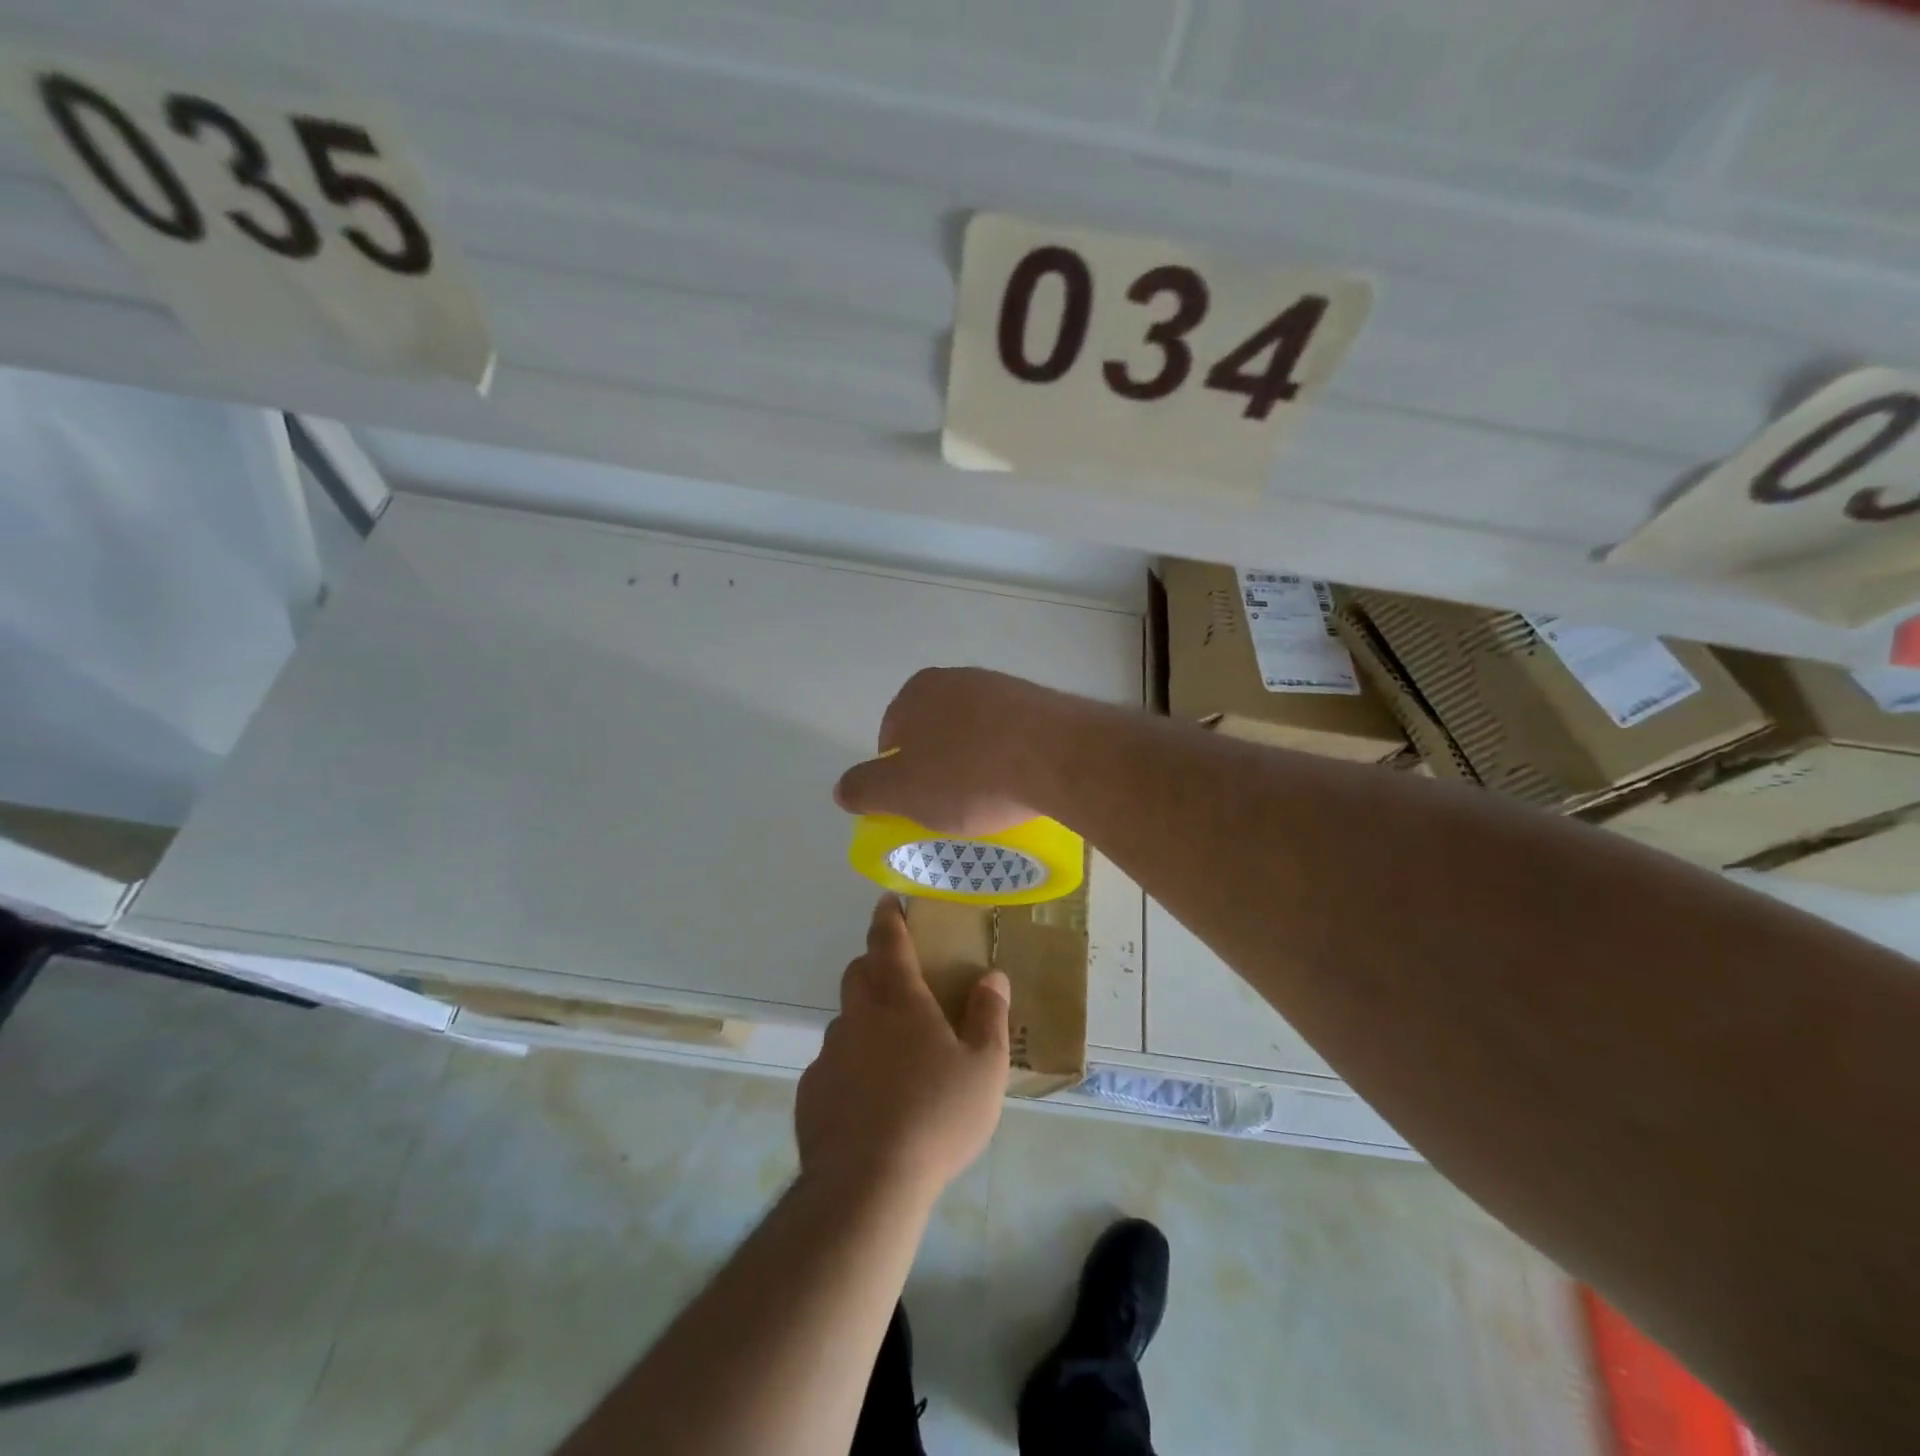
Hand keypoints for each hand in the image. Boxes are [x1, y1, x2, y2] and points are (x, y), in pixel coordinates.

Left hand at [796, 897, 1010, 1201]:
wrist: (867, 1184)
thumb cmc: (936, 1117)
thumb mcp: (984, 1069)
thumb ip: (990, 1017)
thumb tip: (993, 976)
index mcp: (900, 1003)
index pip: (888, 943)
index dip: (888, 918)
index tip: (887, 901)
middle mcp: (859, 1017)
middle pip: (858, 973)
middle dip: (873, 964)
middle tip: (898, 980)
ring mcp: (829, 1054)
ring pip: (845, 1020)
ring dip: (863, 1020)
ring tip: (890, 1054)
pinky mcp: (811, 1093)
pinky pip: (832, 1065)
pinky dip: (849, 1067)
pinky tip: (868, 1102)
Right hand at [834, 668, 1078, 835]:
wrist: (1057, 756)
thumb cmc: (969, 774)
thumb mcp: (902, 792)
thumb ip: (865, 789)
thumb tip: (842, 789)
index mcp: (917, 691)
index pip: (892, 735)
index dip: (899, 775)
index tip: (917, 805)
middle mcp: (959, 679)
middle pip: (936, 732)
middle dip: (939, 767)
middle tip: (950, 806)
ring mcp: (1004, 688)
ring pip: (976, 734)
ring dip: (975, 764)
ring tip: (989, 801)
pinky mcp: (1042, 704)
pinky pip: (1013, 738)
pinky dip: (1009, 760)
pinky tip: (1020, 786)